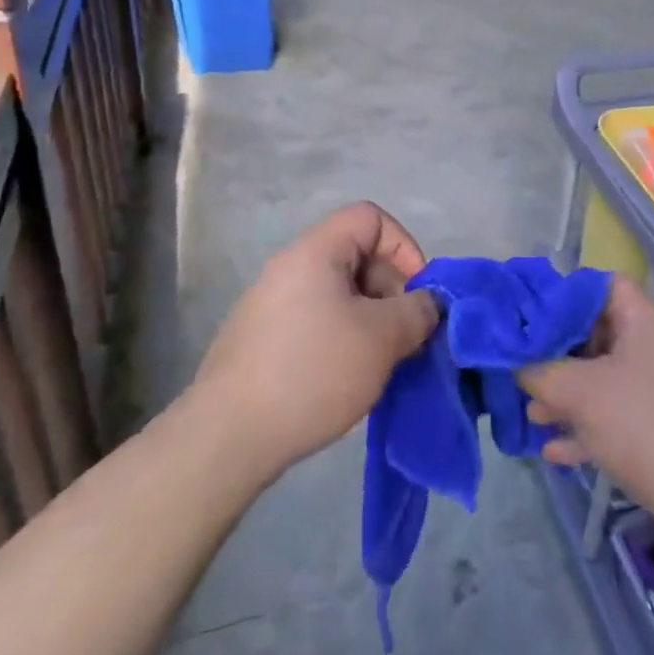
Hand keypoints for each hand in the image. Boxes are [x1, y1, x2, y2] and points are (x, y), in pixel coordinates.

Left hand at [195, 203, 436, 481]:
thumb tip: (426, 304)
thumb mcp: (382, 339)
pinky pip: (316, 320)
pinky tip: (345, 378)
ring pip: (338, 293)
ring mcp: (270, 304)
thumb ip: (417, 312)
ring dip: (369, 319)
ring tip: (378, 362)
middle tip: (402, 335)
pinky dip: (341, 338)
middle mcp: (289, 268)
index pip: (370, 217)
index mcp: (315, 252)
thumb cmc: (313, 372)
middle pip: (355, 254)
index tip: (416, 295)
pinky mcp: (260, 340)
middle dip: (389, 289)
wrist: (227, 437)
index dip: (403, 247)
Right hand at [519, 278, 653, 553]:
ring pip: (604, 379)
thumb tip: (517, 364)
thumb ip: (540, 372)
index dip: (564, 293)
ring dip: (567, 394)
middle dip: (557, 352)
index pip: (601, 285)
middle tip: (521, 367)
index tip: (528, 314)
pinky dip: (587, 428)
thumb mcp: (580, 392)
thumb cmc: (644, 425)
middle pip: (598, 334)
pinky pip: (617, 417)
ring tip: (531, 412)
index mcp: (644, 320)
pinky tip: (555, 450)